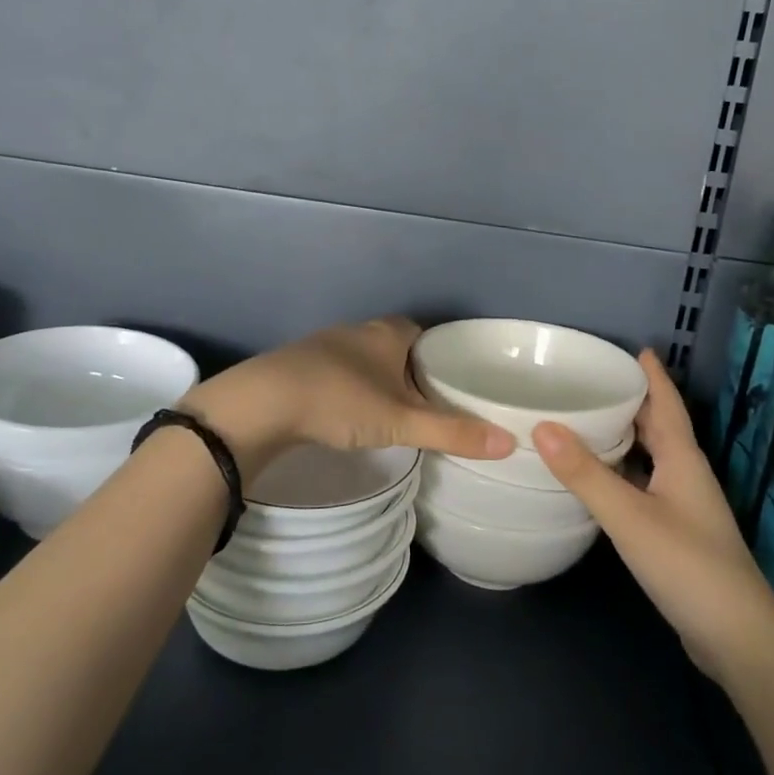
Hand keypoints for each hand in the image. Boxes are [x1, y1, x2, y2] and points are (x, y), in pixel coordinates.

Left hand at [181, 317, 515, 479]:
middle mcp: (359, 331)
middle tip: (429, 403)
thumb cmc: (340, 401)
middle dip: (411, 371)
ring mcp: (325, 346)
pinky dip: (350, 390)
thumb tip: (510, 443)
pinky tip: (349, 414)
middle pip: (395, 346)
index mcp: (388, 333)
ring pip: (365, 360)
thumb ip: (453, 432)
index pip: (425, 334)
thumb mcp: (401, 421)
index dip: (441, 355)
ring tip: (394, 413)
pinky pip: (337, 374)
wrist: (262, 403)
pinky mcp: (299, 366)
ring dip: (378, 380)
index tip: (454, 381)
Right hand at [533, 351, 773, 681]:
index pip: (667, 404)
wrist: (738, 638)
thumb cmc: (688, 566)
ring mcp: (682, 506)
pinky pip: (644, 484)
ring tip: (585, 419)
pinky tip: (597, 478)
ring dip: (624, 435)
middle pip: (658, 426)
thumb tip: (542, 425)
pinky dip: (621, 470)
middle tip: (591, 379)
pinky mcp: (675, 532)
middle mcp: (685, 475)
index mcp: (683, 459)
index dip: (652, 376)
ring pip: (651, 456)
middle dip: (631, 400)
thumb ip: (586, 474)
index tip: (633, 348)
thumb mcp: (630, 517)